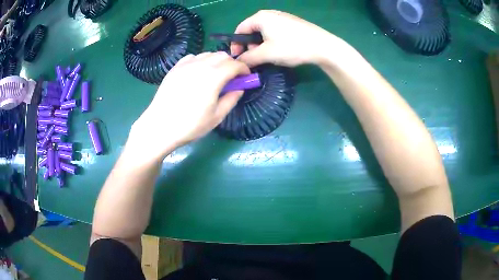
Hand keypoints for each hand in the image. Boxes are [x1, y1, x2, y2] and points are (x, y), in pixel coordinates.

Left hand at [129, 52, 249, 160]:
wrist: (160, 126)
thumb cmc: (190, 125)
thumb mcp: (217, 117)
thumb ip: (231, 99)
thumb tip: (239, 88)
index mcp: (213, 77)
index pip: (235, 64)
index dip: (244, 69)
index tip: (246, 77)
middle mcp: (200, 65)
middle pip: (222, 55)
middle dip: (231, 63)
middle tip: (231, 78)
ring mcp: (186, 65)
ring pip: (207, 54)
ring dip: (216, 61)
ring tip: (215, 76)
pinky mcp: (175, 68)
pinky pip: (193, 57)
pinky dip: (201, 61)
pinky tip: (198, 73)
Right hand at [231, 10, 351, 67]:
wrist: (322, 46)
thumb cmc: (292, 46)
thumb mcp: (266, 54)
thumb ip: (248, 58)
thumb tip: (238, 62)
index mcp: (260, 17)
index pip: (239, 29)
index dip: (236, 45)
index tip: (239, 59)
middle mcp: (269, 14)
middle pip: (251, 30)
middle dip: (250, 46)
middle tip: (256, 59)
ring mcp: (282, 17)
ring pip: (264, 32)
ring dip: (261, 45)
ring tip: (269, 56)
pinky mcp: (291, 23)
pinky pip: (275, 31)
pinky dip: (272, 42)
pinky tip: (280, 51)